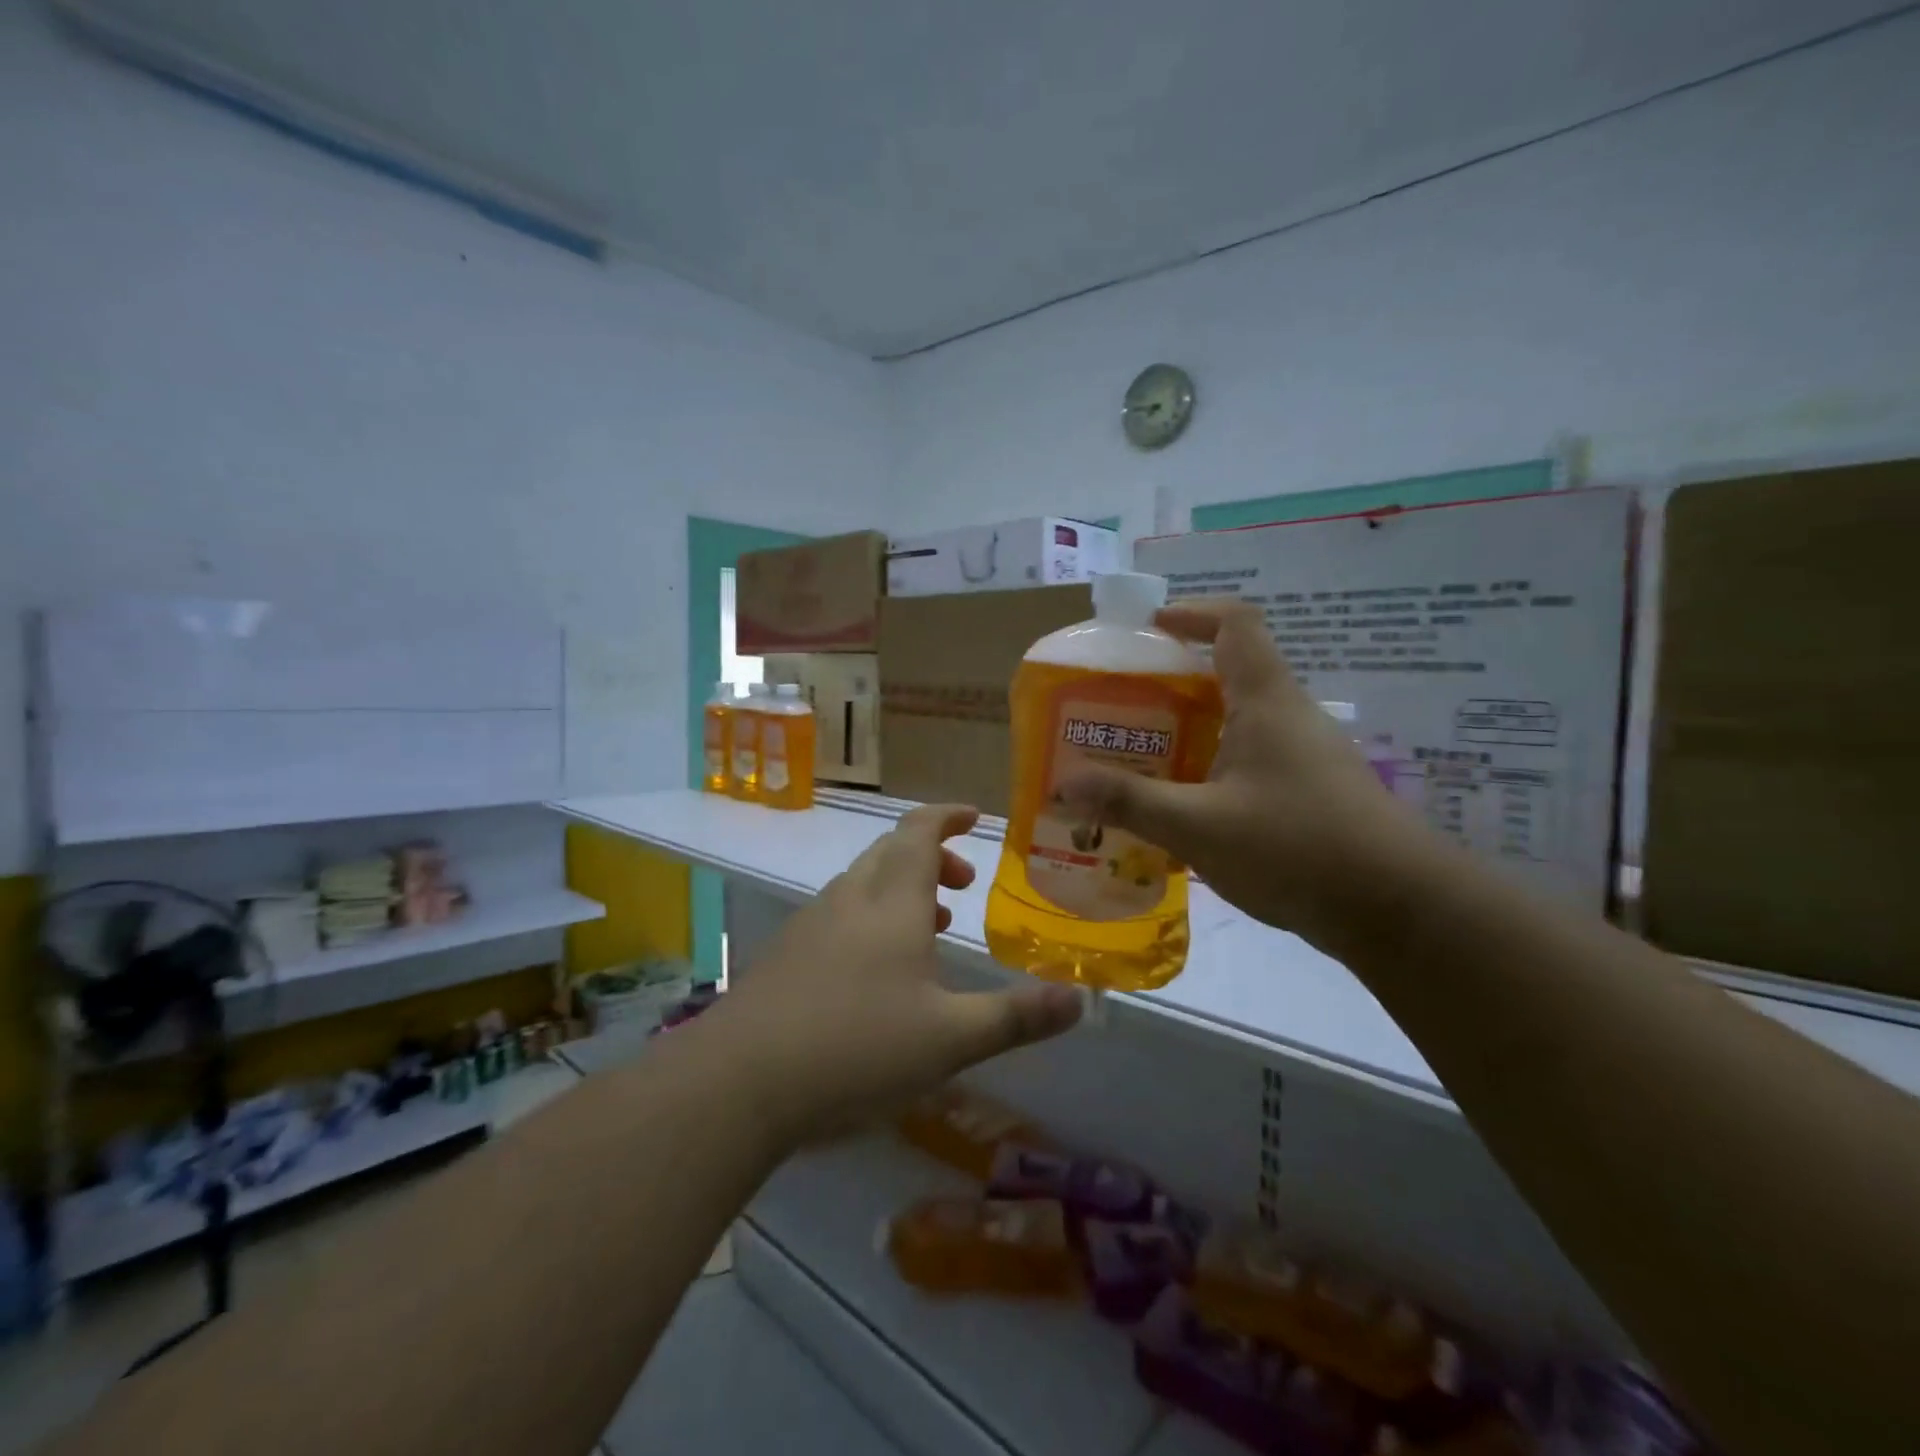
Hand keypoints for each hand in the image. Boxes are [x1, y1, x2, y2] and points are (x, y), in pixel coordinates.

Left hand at [708, 803, 1083, 1150]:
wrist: (739, 1081)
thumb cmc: (856, 1047)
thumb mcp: (950, 1039)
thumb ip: (1015, 1016)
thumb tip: (1080, 1000)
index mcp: (892, 901)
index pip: (920, 832)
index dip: (947, 816)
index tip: (974, 816)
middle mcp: (850, 899)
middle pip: (891, 852)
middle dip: (931, 856)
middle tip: (963, 885)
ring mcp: (811, 924)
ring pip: (863, 883)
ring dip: (901, 888)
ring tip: (930, 927)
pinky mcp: (786, 954)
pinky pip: (839, 914)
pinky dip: (870, 917)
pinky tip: (876, 970)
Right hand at [1059, 599, 1437, 946]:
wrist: (1398, 911)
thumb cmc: (1297, 848)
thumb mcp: (1199, 826)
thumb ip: (1130, 802)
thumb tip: (1063, 784)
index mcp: (1266, 701)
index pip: (1235, 623)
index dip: (1192, 614)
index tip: (1148, 630)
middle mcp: (1289, 716)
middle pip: (1231, 673)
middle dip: (1174, 682)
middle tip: (1123, 708)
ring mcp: (1306, 756)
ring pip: (1240, 722)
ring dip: (1192, 731)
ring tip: (1141, 760)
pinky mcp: (1312, 793)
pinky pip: (1252, 761)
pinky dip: (1213, 768)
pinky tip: (1185, 810)